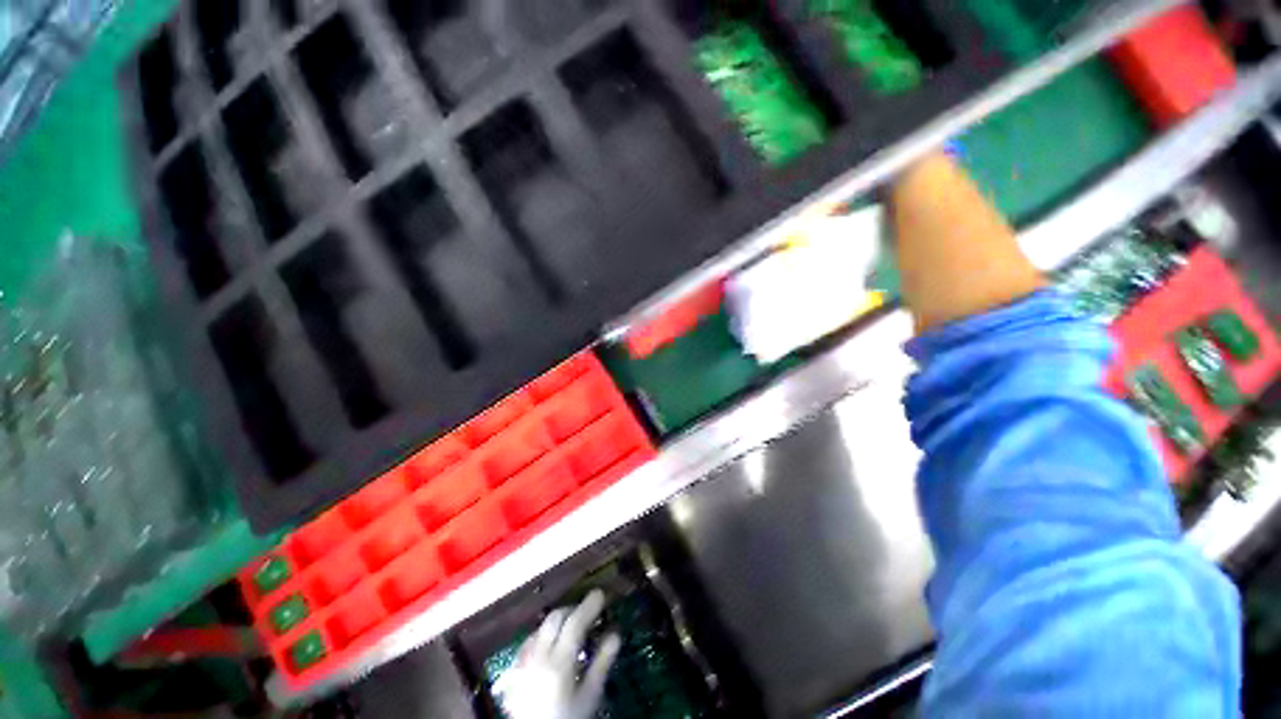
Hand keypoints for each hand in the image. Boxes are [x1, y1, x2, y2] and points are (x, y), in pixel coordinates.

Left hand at [494, 590, 621, 718]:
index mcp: (559, 662)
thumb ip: (602, 662)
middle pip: (555, 618)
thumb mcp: (590, 696)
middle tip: (588, 610)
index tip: (601, 593)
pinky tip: (550, 643)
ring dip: (558, 621)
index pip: (575, 622)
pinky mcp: (514, 670)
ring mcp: (523, 662)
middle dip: (573, 609)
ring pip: (541, 627)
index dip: (589, 605)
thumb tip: (615, 633)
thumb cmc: (569, 718)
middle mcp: (539, 656)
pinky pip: (529, 642)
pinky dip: (543, 635)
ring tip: (572, 626)